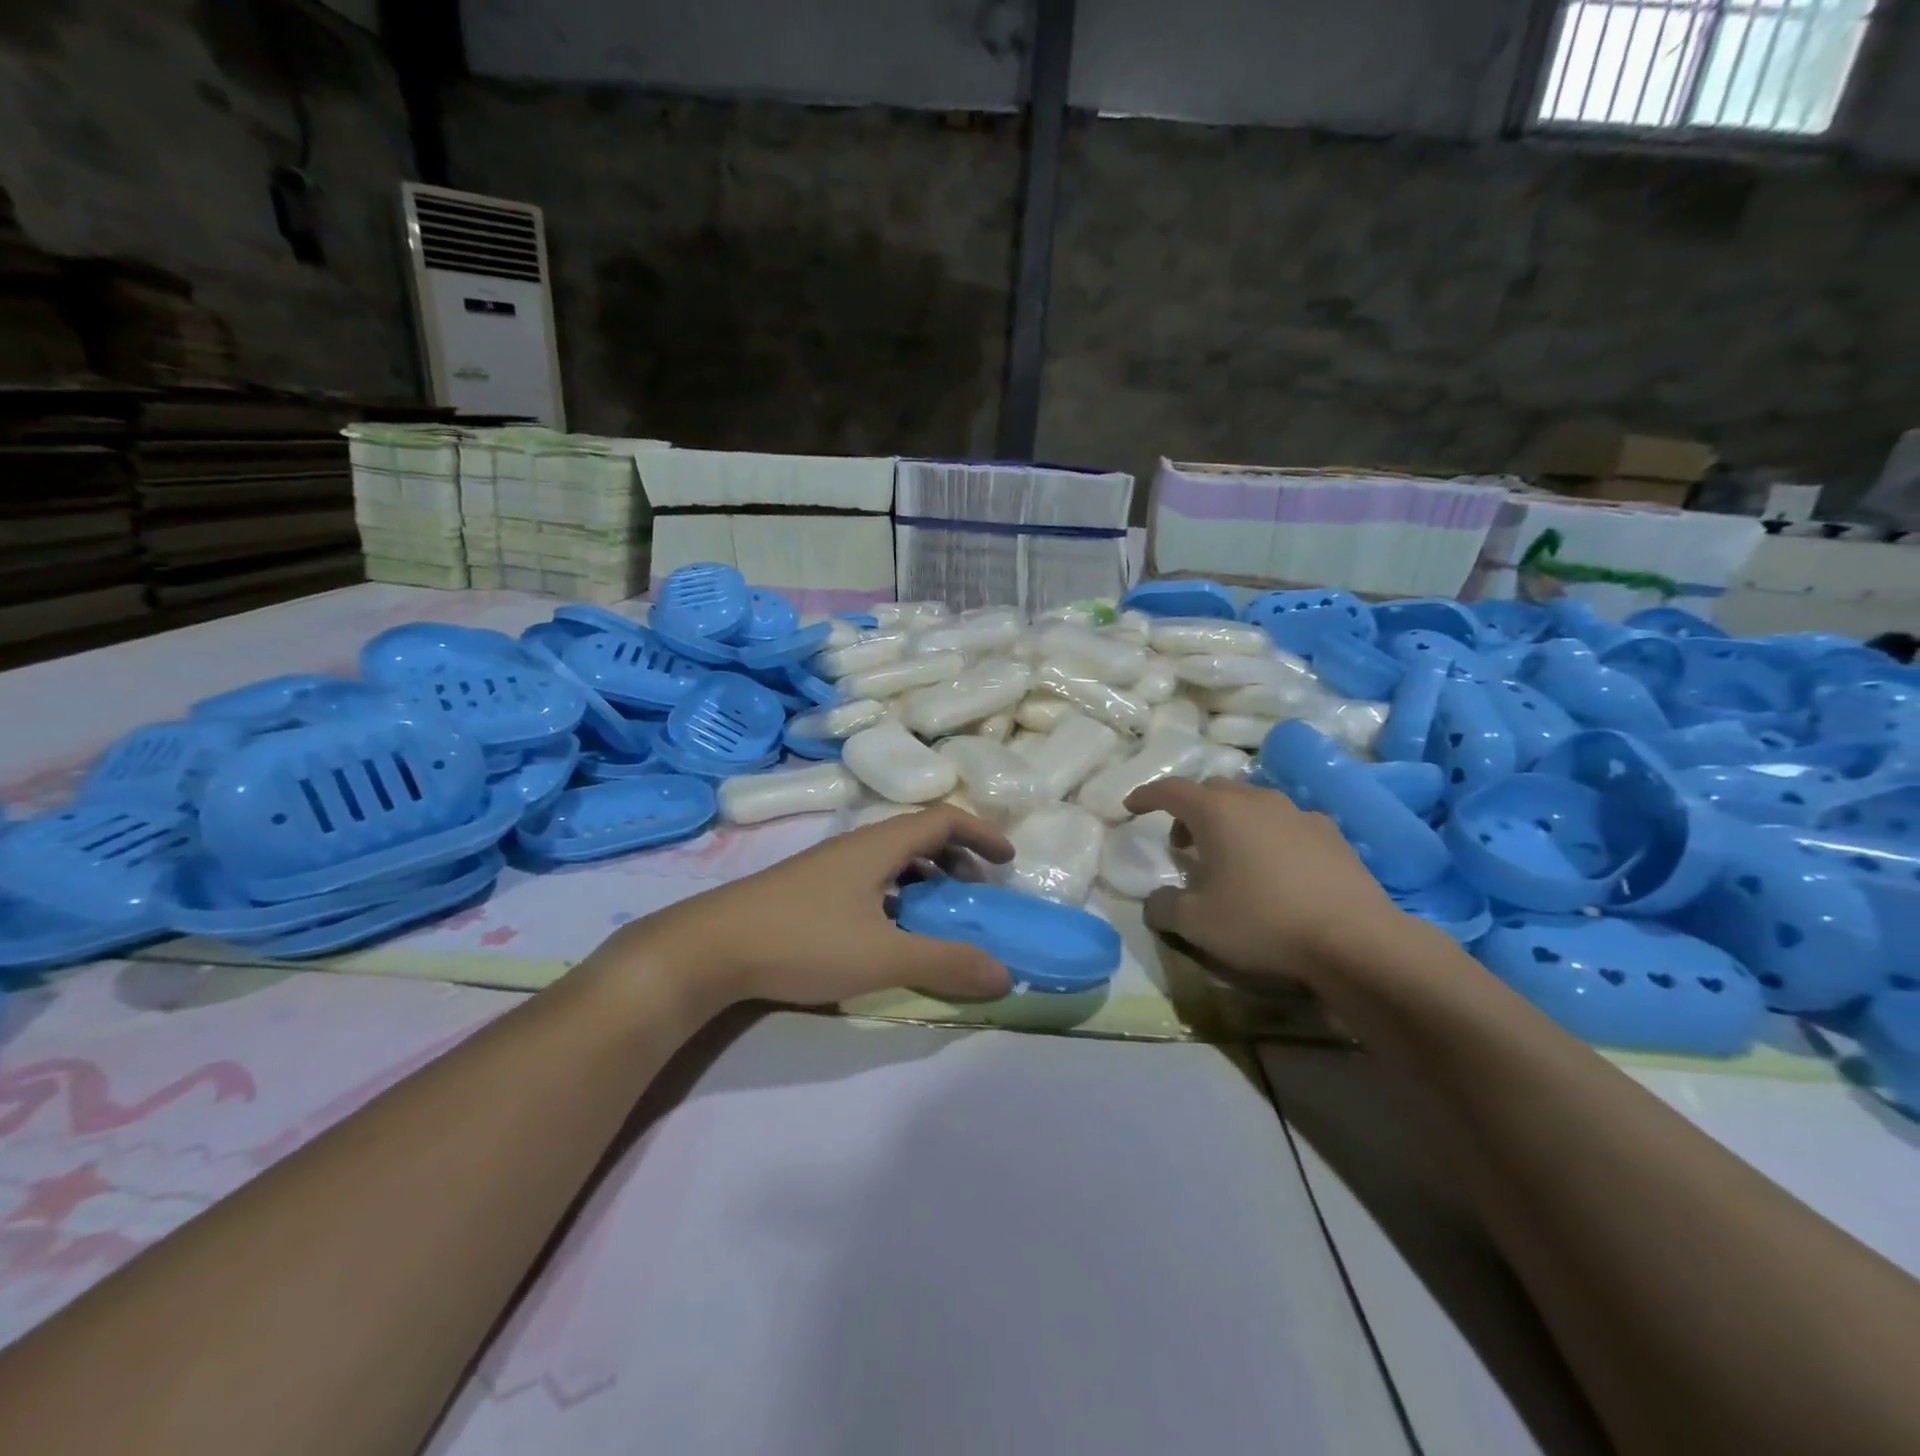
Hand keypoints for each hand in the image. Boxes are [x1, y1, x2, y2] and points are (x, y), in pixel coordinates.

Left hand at [601, 806, 1015, 1009]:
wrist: (708, 948)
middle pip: (918, 835)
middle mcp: (855, 846)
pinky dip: (896, 895)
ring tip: (937, 915)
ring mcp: (827, 867)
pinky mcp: (807, 890)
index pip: (943, 818)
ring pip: (891, 860)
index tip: (1007, 862)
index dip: (981, 833)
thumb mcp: (882, 955)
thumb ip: (944, 963)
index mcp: (879, 845)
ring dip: (925, 878)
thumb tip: (1004, 975)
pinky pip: (869, 879)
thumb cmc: (802, 940)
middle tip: (975, 892)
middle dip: (956, 858)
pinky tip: (887, 931)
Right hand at [1124, 777, 1410, 986]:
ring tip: (1229, 856)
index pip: (1171, 790)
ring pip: (1252, 803)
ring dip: (1231, 821)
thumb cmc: (1263, 923)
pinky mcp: (1331, 834)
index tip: (1130, 807)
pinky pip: (1286, 823)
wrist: (1355, 941)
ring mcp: (1299, 813)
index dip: (1146, 796)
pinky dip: (1268, 835)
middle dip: (1190, 810)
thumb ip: (1164, 907)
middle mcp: (1257, 800)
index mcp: (1218, 812)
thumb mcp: (1197, 924)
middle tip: (1182, 843)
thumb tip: (1154, 900)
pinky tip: (1275, 868)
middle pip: (1213, 791)